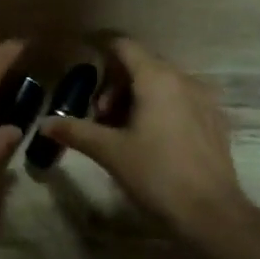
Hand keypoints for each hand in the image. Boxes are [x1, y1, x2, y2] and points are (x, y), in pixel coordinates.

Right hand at [40, 37, 247, 230]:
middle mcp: (183, 79)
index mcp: (156, 78)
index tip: (82, 59)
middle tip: (99, 116)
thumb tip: (44, 123)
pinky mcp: (215, 120)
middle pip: (142, 64)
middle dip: (115, 84)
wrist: (211, 212)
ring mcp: (204, 99)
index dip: (100, 48)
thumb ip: (76, 131)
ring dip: (136, 97)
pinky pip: (181, 100)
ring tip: (121, 130)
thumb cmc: (156, 174)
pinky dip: (160, 107)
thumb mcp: (110, 152)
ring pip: (162, 83)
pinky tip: (151, 138)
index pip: (124, 46)